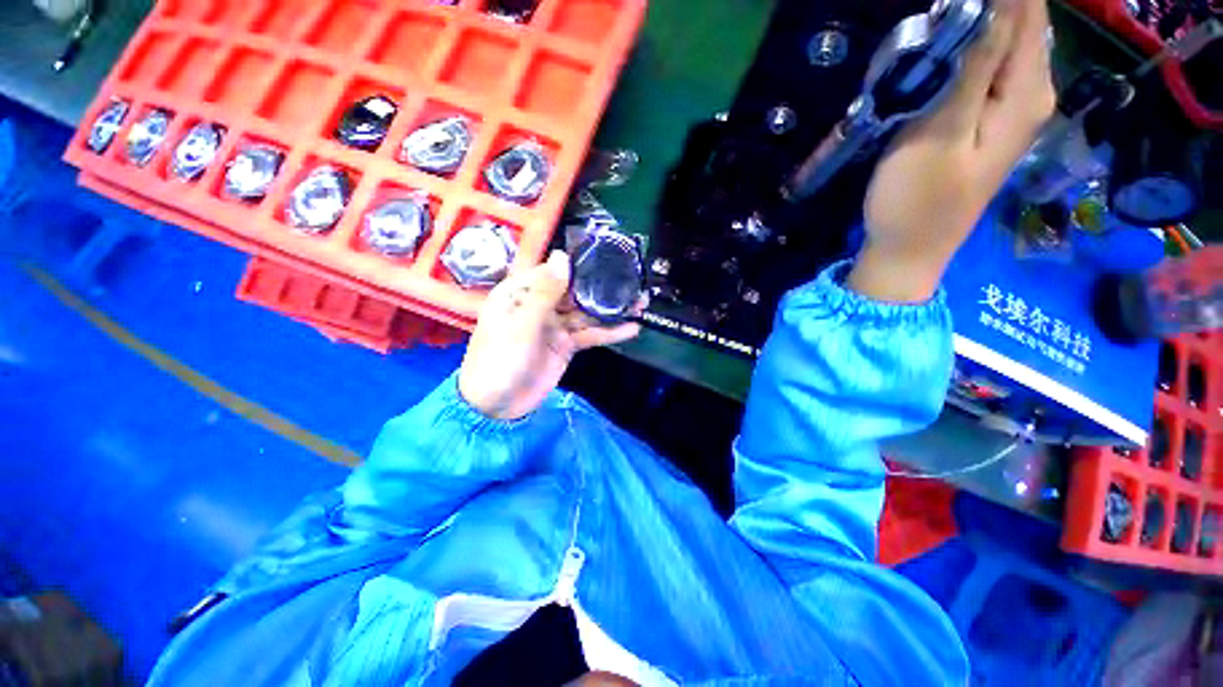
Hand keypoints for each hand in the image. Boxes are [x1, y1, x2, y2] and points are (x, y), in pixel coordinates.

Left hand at [458, 251, 642, 419]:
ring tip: (641, 302)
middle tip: (634, 281)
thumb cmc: (499, 360)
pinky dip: (609, 333)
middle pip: (576, 291)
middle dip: (603, 287)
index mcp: (521, 292)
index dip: (580, 264)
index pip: (554, 271)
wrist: (496, 406)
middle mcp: (540, 305)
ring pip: (587, 313)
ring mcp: (555, 325)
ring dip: (612, 309)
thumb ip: (544, 293)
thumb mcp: (520, 325)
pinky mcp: (566, 345)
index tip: (609, 257)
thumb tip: (563, 257)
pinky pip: (590, 335)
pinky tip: (631, 328)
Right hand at [850, 0, 1055, 302]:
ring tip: (938, 20)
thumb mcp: (941, 134)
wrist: (909, 251)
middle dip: (985, 4)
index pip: (1027, 11)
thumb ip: (972, 67)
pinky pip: (987, 67)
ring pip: (1003, 42)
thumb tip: (994, 4)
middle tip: (939, 10)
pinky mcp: (987, 122)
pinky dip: (967, 48)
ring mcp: (1010, 109)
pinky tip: (942, 49)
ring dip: (974, 22)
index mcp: (1027, 92)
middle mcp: (1031, 94)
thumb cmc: (917, 201)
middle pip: (1020, 22)